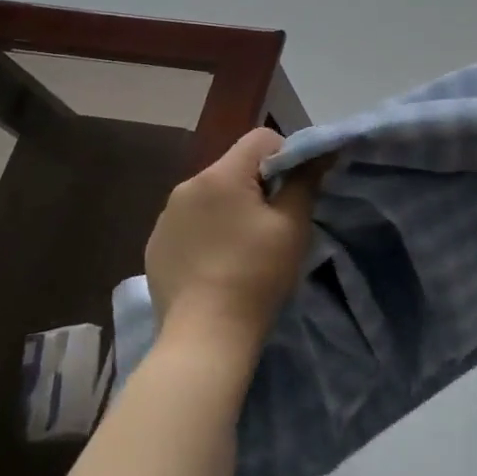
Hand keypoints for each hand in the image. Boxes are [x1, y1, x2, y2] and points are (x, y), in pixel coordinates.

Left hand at [144, 129, 326, 346]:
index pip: (261, 139)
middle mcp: (187, 186)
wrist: (205, 336)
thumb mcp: (292, 225)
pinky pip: (190, 222)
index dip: (286, 156)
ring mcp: (165, 217)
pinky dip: (208, 232)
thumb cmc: (256, 275)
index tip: (295, 191)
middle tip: (274, 223)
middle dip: (258, 185)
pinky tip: (217, 264)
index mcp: (221, 175)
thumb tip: (320, 152)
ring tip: (244, 247)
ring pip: (211, 195)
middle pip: (235, 167)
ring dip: (231, 208)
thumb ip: (305, 180)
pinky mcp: (155, 245)